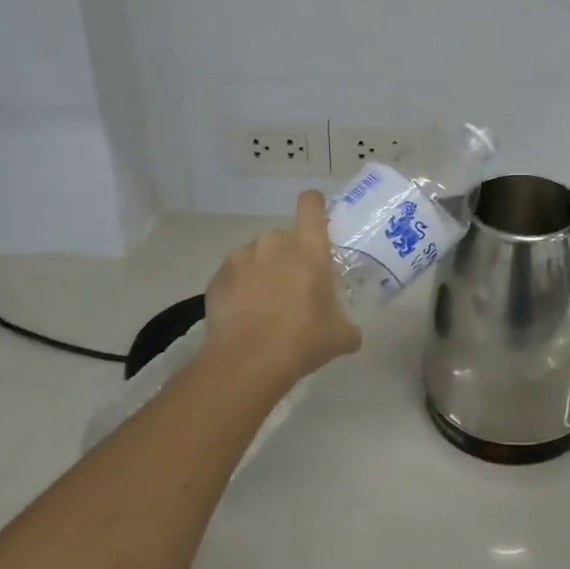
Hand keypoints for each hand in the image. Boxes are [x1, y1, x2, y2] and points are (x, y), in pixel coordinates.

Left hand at [201, 191, 360, 388]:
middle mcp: (274, 242)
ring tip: (263, 305)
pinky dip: (238, 288)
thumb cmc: (302, 339)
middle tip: (293, 288)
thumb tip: (352, 333)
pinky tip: (242, 316)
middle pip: (284, 237)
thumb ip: (348, 326)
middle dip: (288, 257)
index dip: (315, 207)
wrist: (247, 364)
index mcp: (308, 246)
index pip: (311, 204)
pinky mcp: (217, 277)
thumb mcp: (339, 336)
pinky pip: (233, 275)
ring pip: (256, 255)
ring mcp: (241, 257)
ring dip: (262, 272)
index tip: (317, 224)